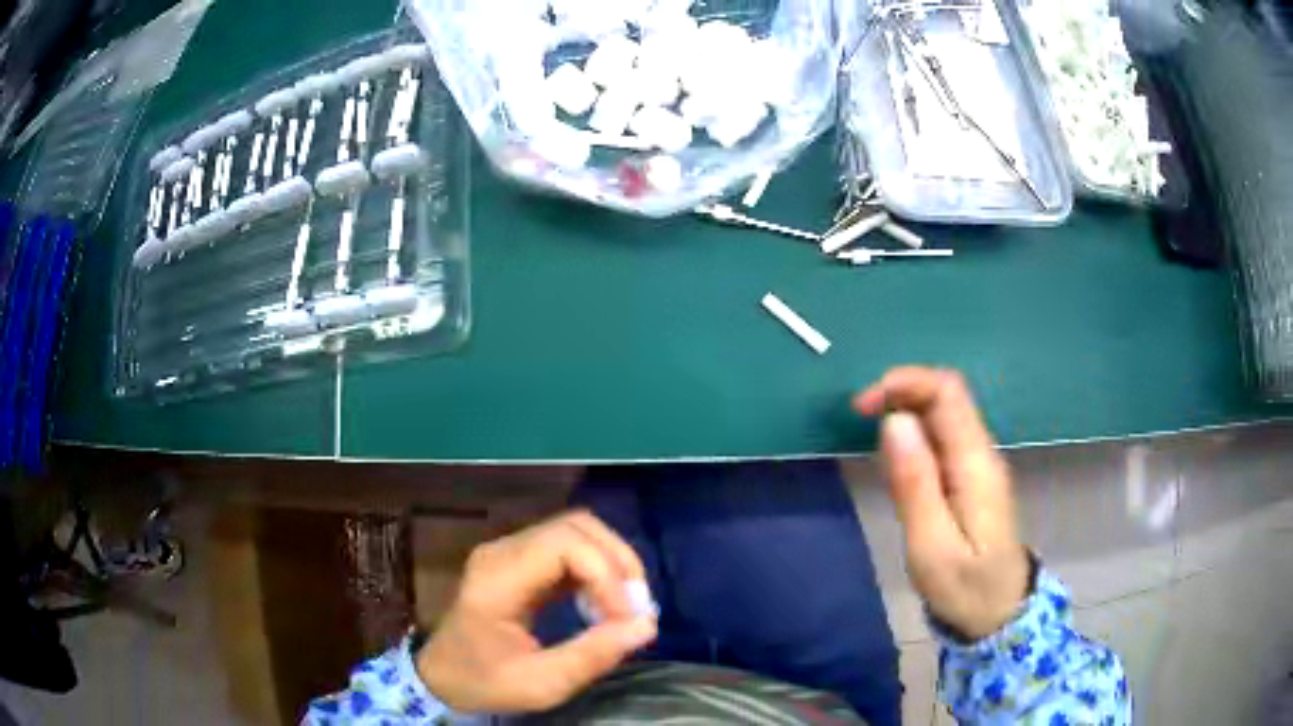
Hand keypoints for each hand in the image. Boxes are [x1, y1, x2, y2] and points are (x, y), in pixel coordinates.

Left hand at [417, 511, 657, 712]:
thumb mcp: (539, 685)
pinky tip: (603, 603)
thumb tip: (646, 626)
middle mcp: (502, 552)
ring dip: (610, 563)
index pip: (565, 545)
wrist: (442, 675)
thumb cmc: (484, 681)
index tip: (627, 619)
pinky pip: (568, 548)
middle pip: (575, 527)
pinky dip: (596, 569)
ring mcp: (509, 551)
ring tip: (624, 606)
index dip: (606, 575)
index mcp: (497, 579)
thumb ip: (591, 656)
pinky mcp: (519, 560)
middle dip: (617, 562)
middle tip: (637, 607)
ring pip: (576, 531)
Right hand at [854, 367, 1030, 640]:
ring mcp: (978, 465)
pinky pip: (943, 438)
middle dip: (901, 392)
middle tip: (859, 417)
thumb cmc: (965, 588)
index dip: (905, 382)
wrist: (1000, 613)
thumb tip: (894, 421)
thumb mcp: (932, 547)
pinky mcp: (971, 478)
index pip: (948, 392)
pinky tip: (894, 461)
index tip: (863, 406)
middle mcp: (981, 453)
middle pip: (946, 396)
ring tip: (870, 437)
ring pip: (944, 415)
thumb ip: (914, 485)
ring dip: (905, 411)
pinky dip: (913, 435)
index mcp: (975, 464)